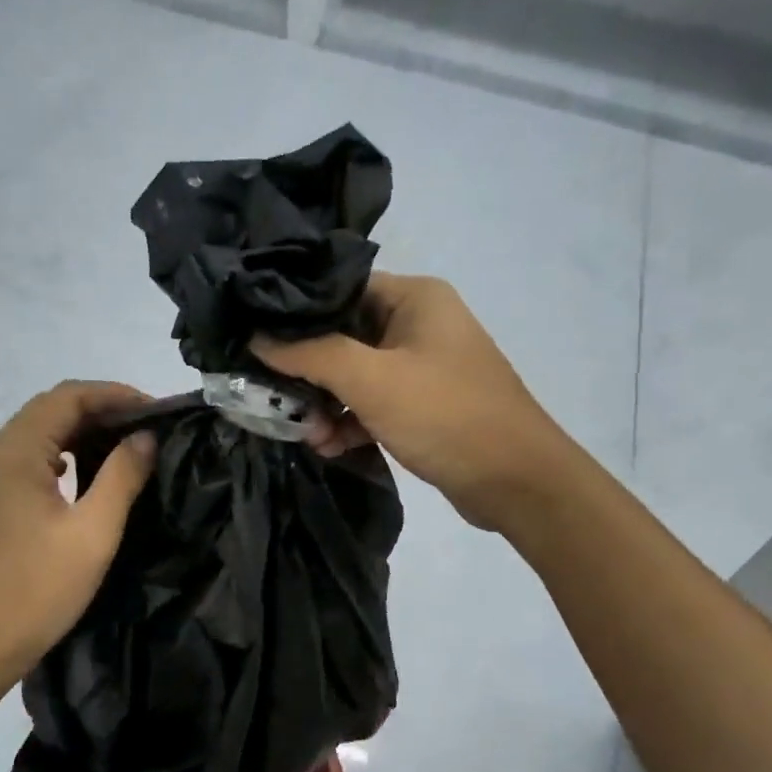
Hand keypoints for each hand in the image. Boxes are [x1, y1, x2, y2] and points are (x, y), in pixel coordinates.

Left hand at [0, 381, 156, 680]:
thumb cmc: (38, 589)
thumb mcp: (93, 532)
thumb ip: (122, 476)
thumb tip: (145, 438)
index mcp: (13, 454)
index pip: (66, 398)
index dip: (114, 395)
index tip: (155, 410)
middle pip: (47, 411)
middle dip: (99, 410)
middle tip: (145, 428)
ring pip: (35, 437)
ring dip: (79, 433)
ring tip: (123, 447)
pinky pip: (25, 463)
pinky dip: (60, 457)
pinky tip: (85, 475)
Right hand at [252, 272, 560, 530]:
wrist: (516, 482)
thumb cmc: (445, 415)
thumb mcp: (371, 380)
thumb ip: (311, 354)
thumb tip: (257, 337)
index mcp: (415, 297)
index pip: (339, 288)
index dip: (296, 314)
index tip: (256, 338)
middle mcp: (419, 323)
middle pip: (343, 335)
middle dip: (309, 372)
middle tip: (276, 399)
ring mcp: (422, 366)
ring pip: (354, 375)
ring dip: (326, 405)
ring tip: (308, 435)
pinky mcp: (423, 405)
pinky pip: (373, 404)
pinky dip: (350, 422)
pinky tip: (329, 446)